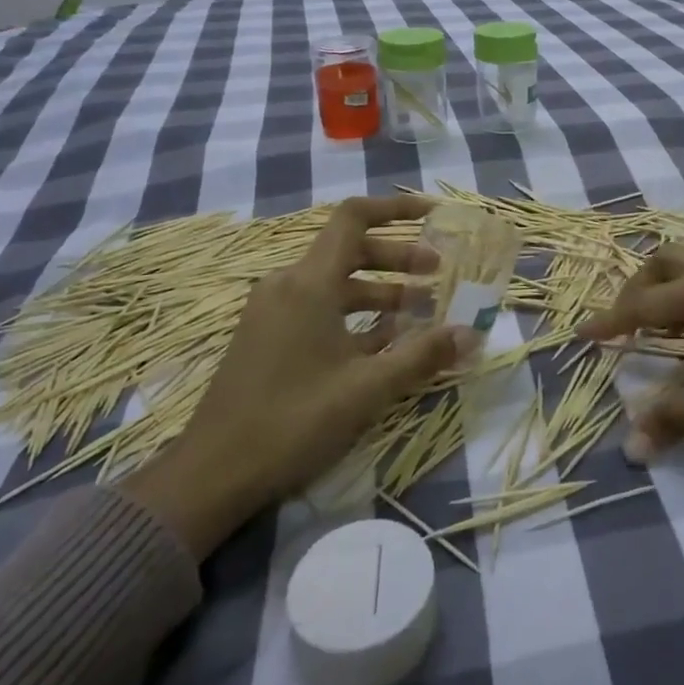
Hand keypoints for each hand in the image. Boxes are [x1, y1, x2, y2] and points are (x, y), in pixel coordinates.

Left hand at [123, 194, 474, 556]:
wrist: (211, 475)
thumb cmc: (292, 421)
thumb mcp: (367, 388)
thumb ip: (422, 356)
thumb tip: (472, 334)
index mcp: (309, 283)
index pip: (353, 218)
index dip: (395, 208)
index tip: (431, 214)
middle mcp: (289, 285)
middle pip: (350, 250)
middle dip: (399, 258)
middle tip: (439, 273)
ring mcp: (274, 312)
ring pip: (336, 283)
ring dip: (380, 290)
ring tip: (421, 309)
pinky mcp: (268, 337)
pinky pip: (319, 308)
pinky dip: (355, 315)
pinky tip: (385, 341)